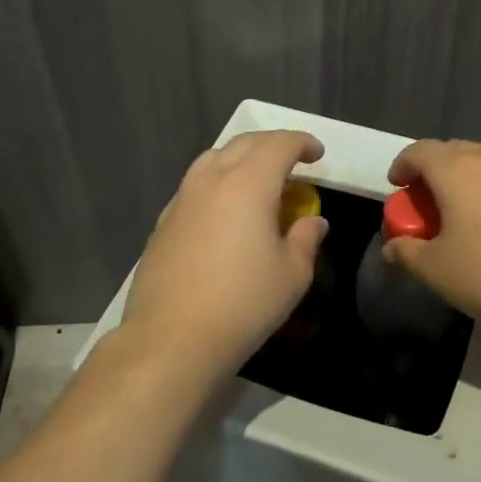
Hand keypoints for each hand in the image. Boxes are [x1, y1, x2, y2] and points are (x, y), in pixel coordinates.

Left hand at [118, 131, 328, 382]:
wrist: (172, 339)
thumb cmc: (243, 304)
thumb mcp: (292, 274)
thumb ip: (306, 239)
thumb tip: (313, 221)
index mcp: (248, 183)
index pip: (279, 144)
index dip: (302, 142)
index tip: (316, 154)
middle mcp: (212, 179)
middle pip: (244, 143)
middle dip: (273, 145)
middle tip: (293, 163)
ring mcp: (182, 199)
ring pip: (214, 158)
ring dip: (241, 158)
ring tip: (257, 180)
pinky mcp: (163, 221)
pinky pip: (195, 184)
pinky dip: (217, 182)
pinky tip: (224, 211)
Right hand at [383, 137, 480, 337]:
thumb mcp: (437, 271)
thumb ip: (407, 253)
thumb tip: (392, 246)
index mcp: (455, 169)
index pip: (419, 151)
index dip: (403, 166)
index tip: (399, 186)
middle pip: (454, 150)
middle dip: (437, 170)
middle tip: (433, 203)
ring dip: (477, 169)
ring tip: (476, 200)